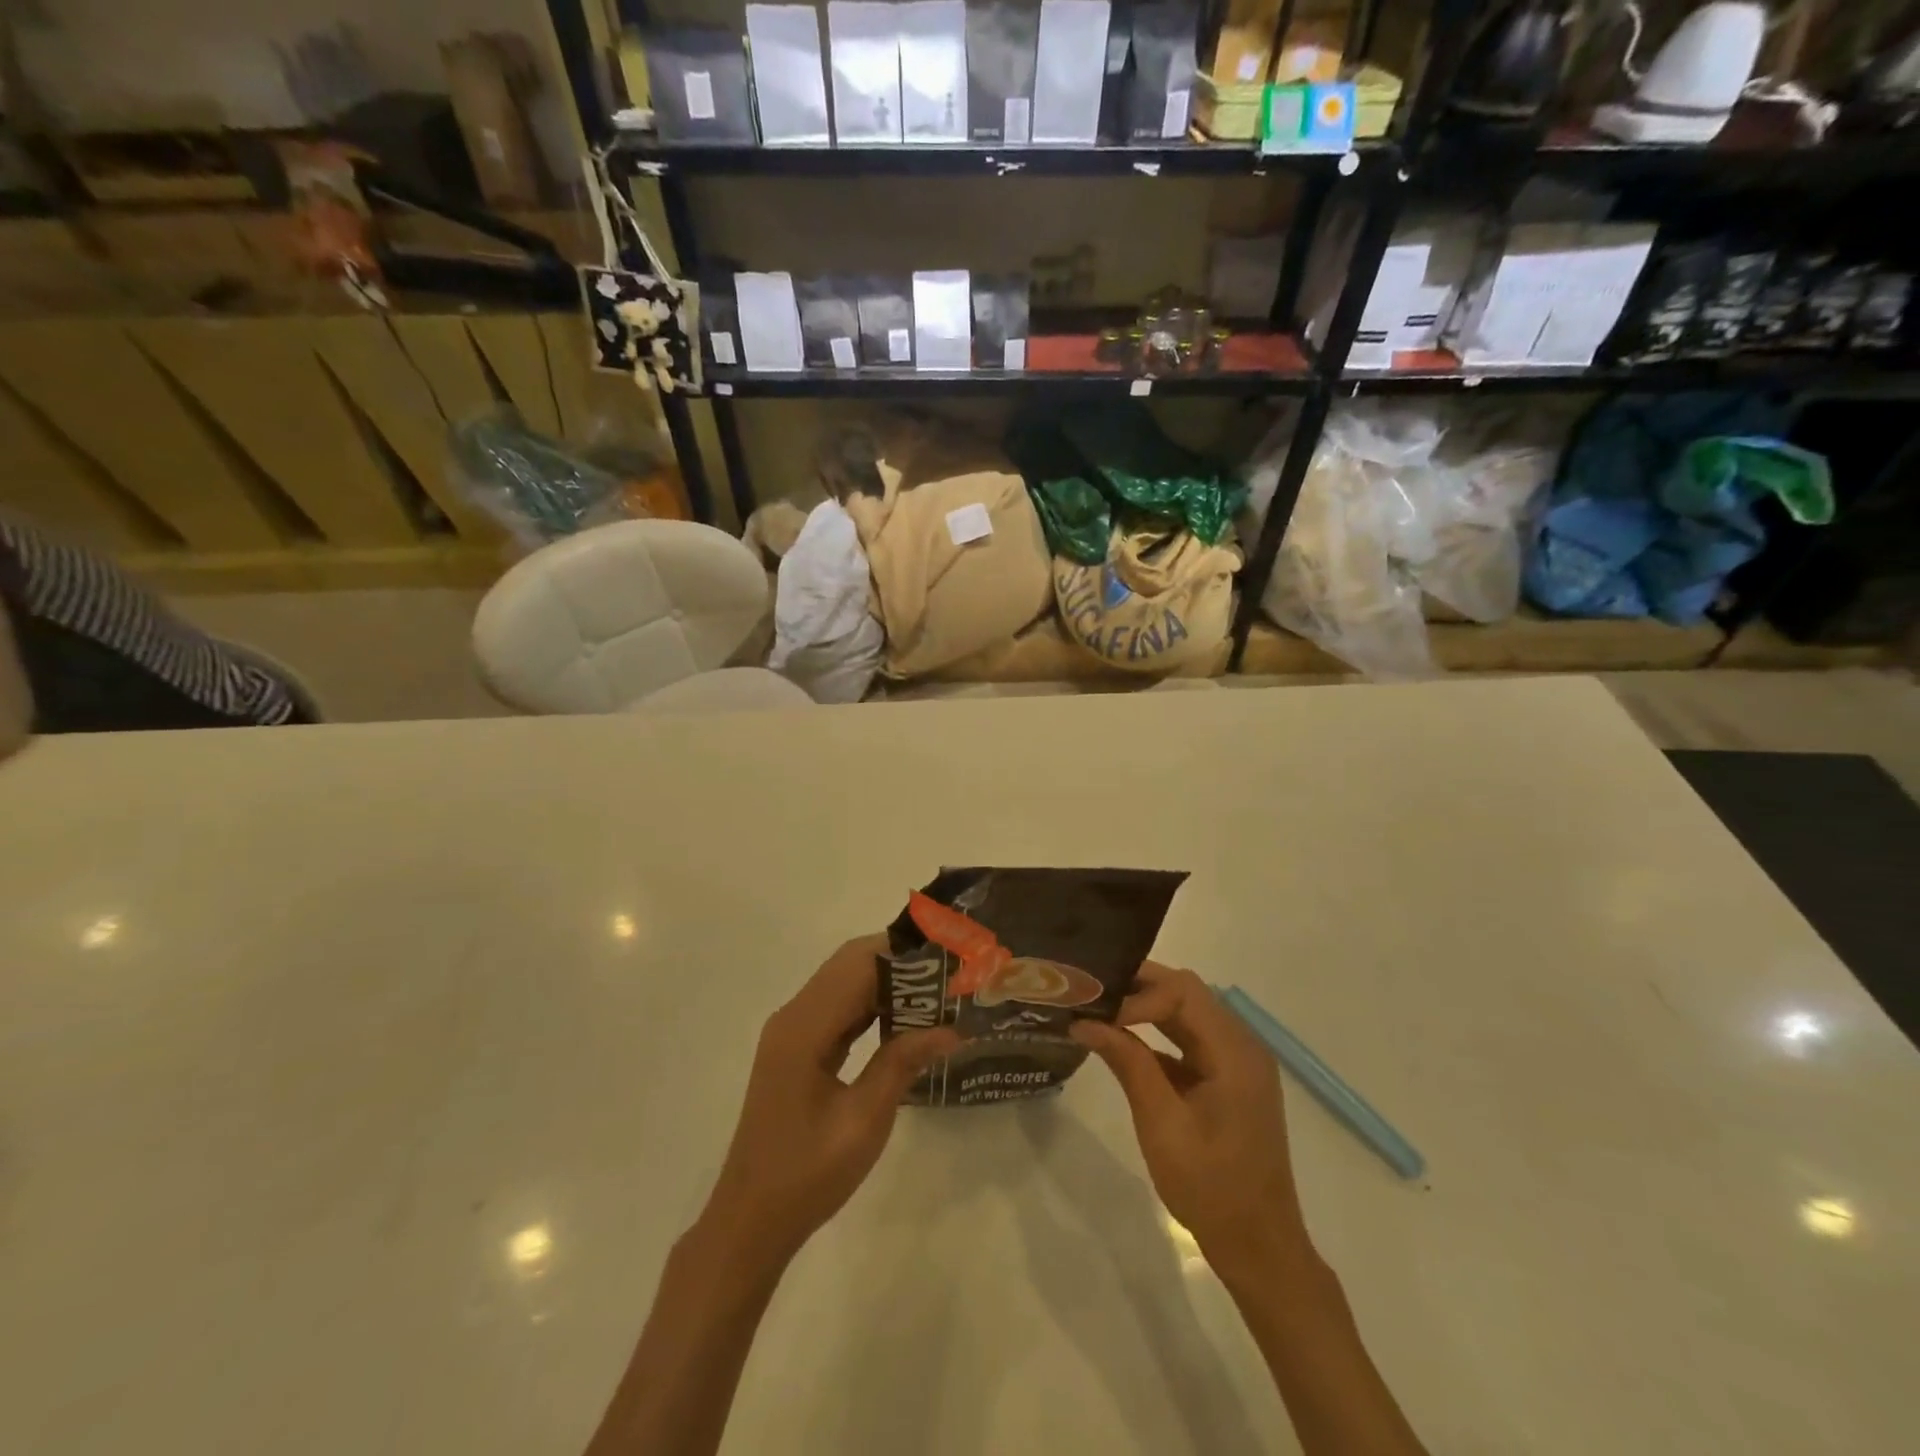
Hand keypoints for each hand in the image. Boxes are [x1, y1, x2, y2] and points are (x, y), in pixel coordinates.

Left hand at [696, 935, 959, 1274]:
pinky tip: (906, 1018)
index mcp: (804, 1028)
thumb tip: (951, 1029)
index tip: (947, 955)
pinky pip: (839, 1009)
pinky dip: (873, 1005)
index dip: (903, 953)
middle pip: (850, 964)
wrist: (750, 1220)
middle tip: (949, 973)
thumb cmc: (807, 1175)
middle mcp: (794, 1016)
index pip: (858, 963)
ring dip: (888, 981)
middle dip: (900, 961)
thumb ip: (903, 1063)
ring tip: (938, 990)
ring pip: (845, 983)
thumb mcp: (863, 1121)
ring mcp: (793, 1031)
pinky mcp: (798, 1048)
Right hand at [1071, 963, 1309, 1280]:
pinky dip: (1158, 1031)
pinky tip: (1124, 1038)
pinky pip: (1191, 1037)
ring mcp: (1238, 1060)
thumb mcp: (1162, 1124)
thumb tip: (1084, 1022)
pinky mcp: (1229, 1077)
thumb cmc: (1211, 1188)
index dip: (1137, 995)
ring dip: (1146, 1006)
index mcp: (1235, 1051)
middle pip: (1187, 992)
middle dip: (1139, 988)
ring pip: (1188, 1011)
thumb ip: (1127, 1063)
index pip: (1182, 992)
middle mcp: (1242, 1044)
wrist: (1259, 1247)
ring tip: (1100, 1008)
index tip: (1097, 1014)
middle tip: (1091, 994)